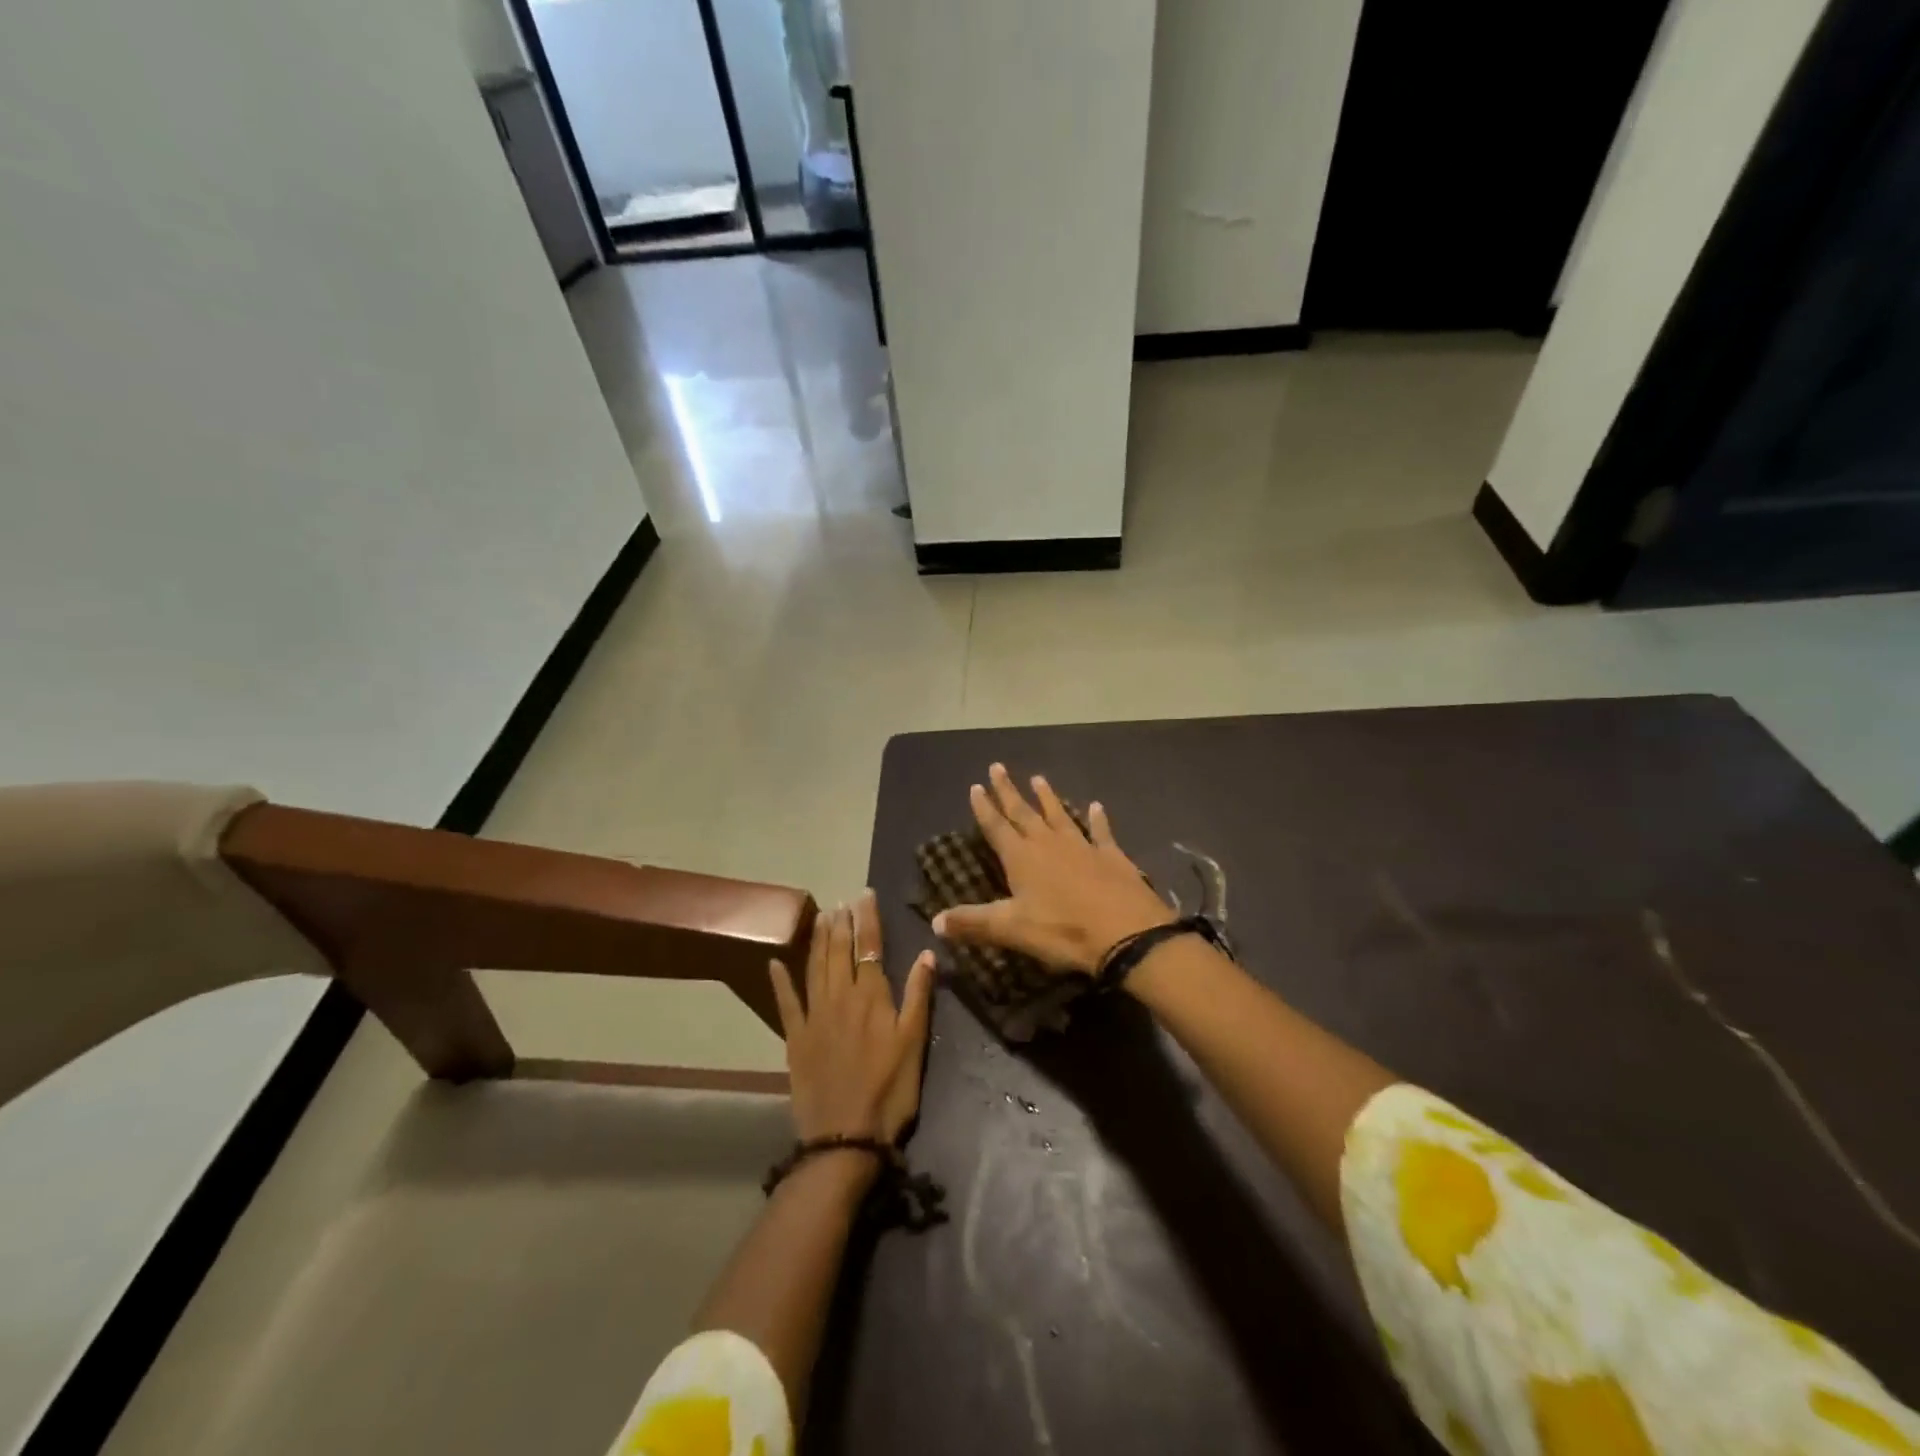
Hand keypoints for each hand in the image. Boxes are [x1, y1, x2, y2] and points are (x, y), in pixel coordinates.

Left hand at [769, 891, 934, 1143]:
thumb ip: (918, 995)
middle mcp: (840, 997)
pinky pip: (786, 1003)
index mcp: (872, 996)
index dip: (867, 919)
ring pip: (815, 967)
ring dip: (817, 940)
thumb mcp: (914, 1043)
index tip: (864, 895)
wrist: (845, 1136)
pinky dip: (780, 981)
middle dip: (842, 922)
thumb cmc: (889, 1091)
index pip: (870, 946)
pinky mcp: (795, 1038)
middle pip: (840, 951)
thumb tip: (927, 952)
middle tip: (841, 900)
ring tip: (820, 916)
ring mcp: (814, 1016)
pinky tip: (775, 962)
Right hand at [932, 763, 1174, 975]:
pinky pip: (1101, 831)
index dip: (984, 808)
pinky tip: (1096, 806)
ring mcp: (1082, 846)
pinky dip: (1097, 818)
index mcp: (1022, 858)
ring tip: (1038, 778)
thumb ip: (973, 923)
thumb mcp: (1012, 930)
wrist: (1127, 933)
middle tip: (998, 767)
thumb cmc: (1063, 931)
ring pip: (1059, 814)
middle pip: (1023, 812)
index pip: (997, 827)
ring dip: (1047, 797)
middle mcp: (1048, 843)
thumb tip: (934, 921)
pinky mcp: (1111, 856)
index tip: (975, 786)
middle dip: (1008, 791)